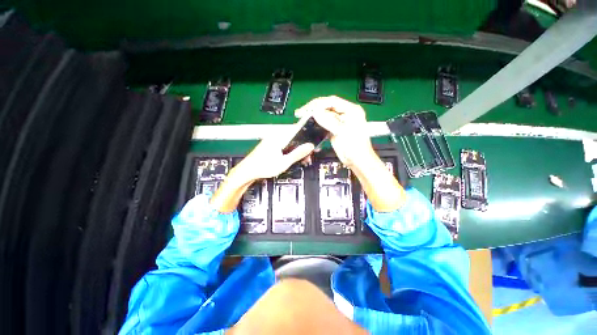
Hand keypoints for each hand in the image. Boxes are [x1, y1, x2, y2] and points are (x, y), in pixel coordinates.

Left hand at [232, 128, 314, 182]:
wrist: (248, 171)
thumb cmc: (262, 167)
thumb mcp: (284, 162)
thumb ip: (298, 153)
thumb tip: (309, 146)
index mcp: (279, 137)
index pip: (297, 129)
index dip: (307, 135)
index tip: (313, 143)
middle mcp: (276, 136)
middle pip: (295, 137)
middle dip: (303, 146)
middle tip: (308, 155)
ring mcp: (273, 140)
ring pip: (290, 142)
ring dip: (297, 150)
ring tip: (302, 159)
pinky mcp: (272, 145)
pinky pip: (285, 145)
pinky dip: (290, 151)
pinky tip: (293, 158)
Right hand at [294, 96, 374, 168]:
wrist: (357, 161)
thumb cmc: (355, 147)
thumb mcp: (342, 132)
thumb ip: (329, 121)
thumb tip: (315, 112)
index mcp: (351, 110)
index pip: (332, 101)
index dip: (319, 103)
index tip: (307, 108)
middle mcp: (345, 114)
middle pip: (327, 107)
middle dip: (314, 108)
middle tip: (302, 112)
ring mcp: (339, 122)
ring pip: (325, 115)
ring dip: (315, 116)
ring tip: (303, 117)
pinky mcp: (335, 130)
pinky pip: (324, 123)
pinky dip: (317, 123)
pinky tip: (310, 124)